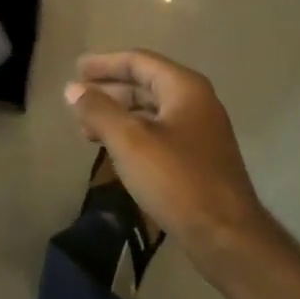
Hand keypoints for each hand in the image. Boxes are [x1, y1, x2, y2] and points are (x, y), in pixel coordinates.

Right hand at [64, 50, 269, 267]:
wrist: (227, 237)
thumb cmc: (176, 180)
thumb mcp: (129, 141)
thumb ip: (98, 110)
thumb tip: (72, 89)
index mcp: (184, 87)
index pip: (138, 61)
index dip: (104, 64)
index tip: (76, 69)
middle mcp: (196, 102)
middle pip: (146, 84)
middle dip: (110, 90)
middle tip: (77, 98)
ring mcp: (201, 131)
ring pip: (152, 111)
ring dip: (119, 114)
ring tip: (87, 127)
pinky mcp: (199, 159)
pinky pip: (159, 133)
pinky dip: (134, 134)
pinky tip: (115, 150)